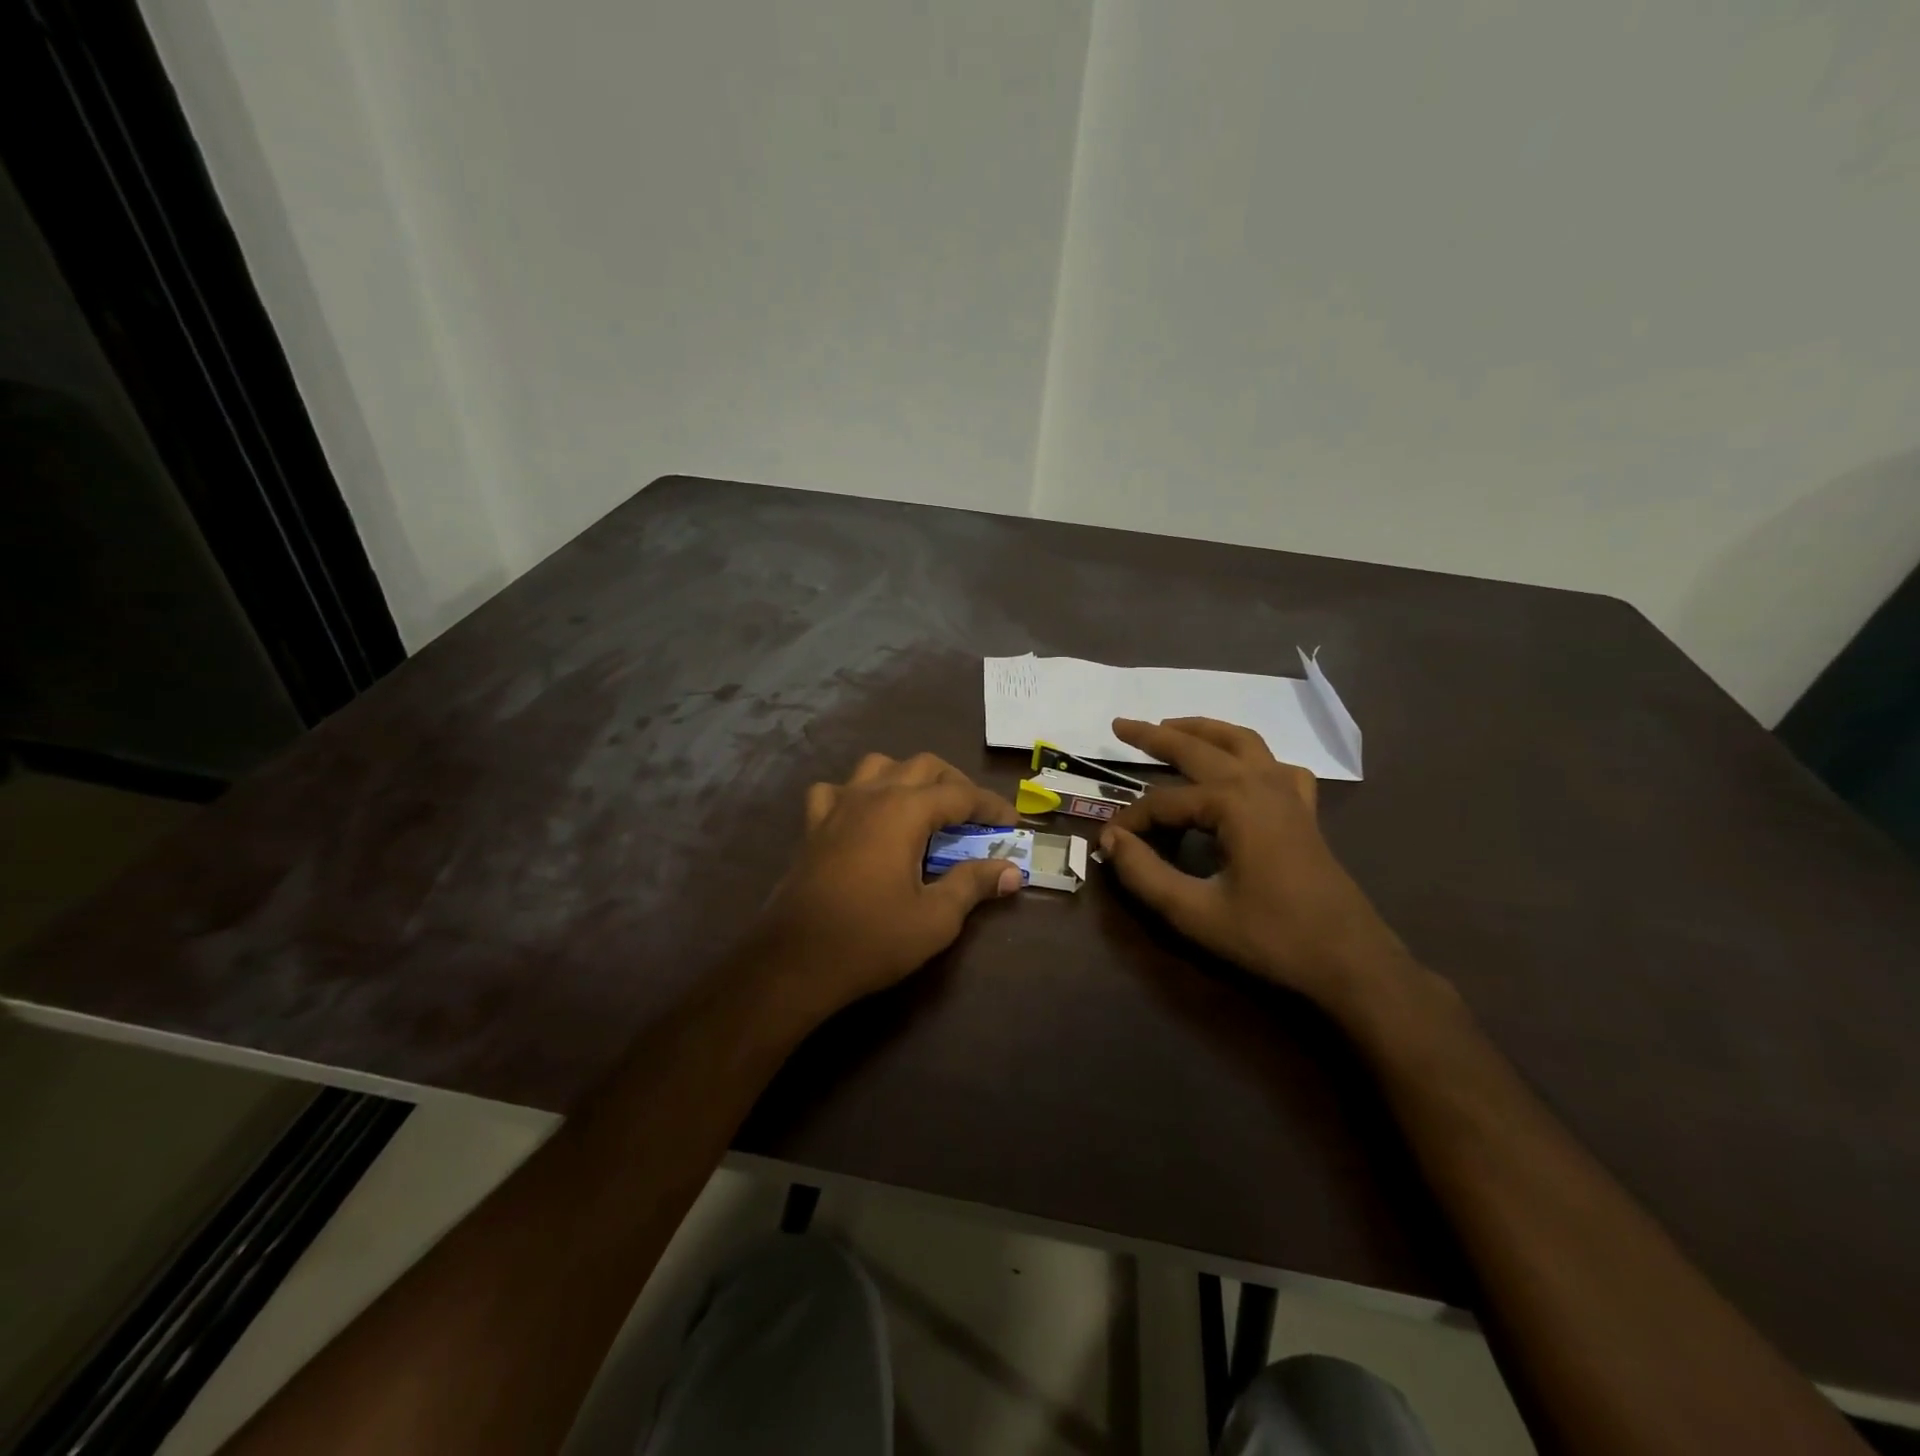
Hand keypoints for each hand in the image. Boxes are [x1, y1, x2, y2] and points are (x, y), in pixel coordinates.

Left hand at [747, 752, 1023, 1027]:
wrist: (795, 961)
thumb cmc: (871, 939)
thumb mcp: (935, 918)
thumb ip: (974, 884)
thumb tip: (1012, 870)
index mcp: (904, 811)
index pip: (960, 794)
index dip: (990, 806)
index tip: (1011, 824)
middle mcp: (872, 795)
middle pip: (923, 766)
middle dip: (955, 784)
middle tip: (974, 816)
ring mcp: (837, 805)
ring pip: (879, 766)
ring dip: (908, 778)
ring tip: (924, 807)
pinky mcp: (813, 825)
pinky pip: (837, 790)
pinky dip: (858, 793)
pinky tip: (864, 816)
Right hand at [1099, 717, 1412, 1011]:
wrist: (1351, 961)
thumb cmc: (1272, 937)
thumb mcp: (1196, 913)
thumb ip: (1145, 873)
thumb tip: (1110, 839)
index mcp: (1233, 803)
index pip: (1163, 802)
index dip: (1132, 820)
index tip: (1109, 842)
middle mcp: (1260, 784)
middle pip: (1199, 749)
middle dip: (1155, 736)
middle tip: (1120, 725)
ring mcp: (1288, 793)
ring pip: (1242, 742)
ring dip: (1203, 730)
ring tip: (1171, 726)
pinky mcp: (1304, 811)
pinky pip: (1277, 766)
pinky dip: (1253, 756)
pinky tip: (1243, 767)